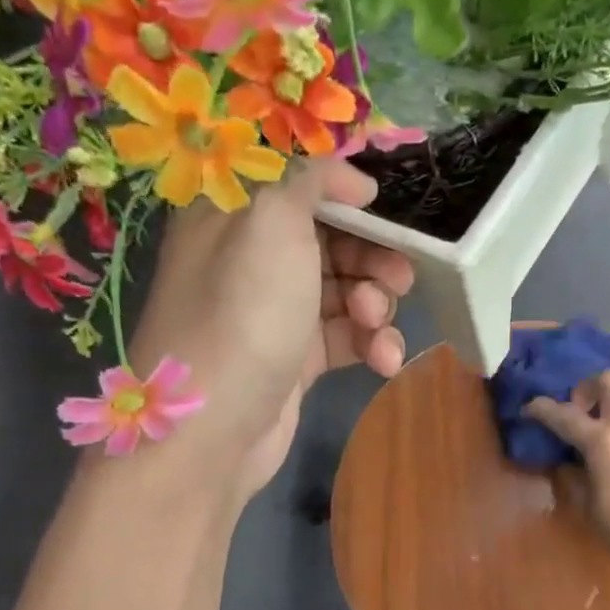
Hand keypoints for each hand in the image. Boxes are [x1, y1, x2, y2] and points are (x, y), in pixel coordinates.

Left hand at [125, 160, 413, 499]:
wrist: (212, 429)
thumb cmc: (243, 313)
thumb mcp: (273, 221)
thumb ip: (314, 180)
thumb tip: (355, 179)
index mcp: (235, 214)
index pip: (300, 187)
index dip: (349, 198)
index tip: (385, 214)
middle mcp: (252, 259)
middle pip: (332, 240)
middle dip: (372, 257)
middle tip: (397, 277)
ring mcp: (275, 313)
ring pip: (344, 292)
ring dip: (375, 306)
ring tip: (376, 325)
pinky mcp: (295, 360)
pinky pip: (344, 338)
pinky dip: (370, 344)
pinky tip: (384, 361)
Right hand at [525, 371, 609, 580]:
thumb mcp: (590, 507)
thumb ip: (575, 478)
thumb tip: (568, 463)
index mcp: (604, 442)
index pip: (565, 415)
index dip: (541, 409)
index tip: (528, 408)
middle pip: (609, 379)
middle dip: (587, 387)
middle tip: (579, 411)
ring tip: (608, 418)